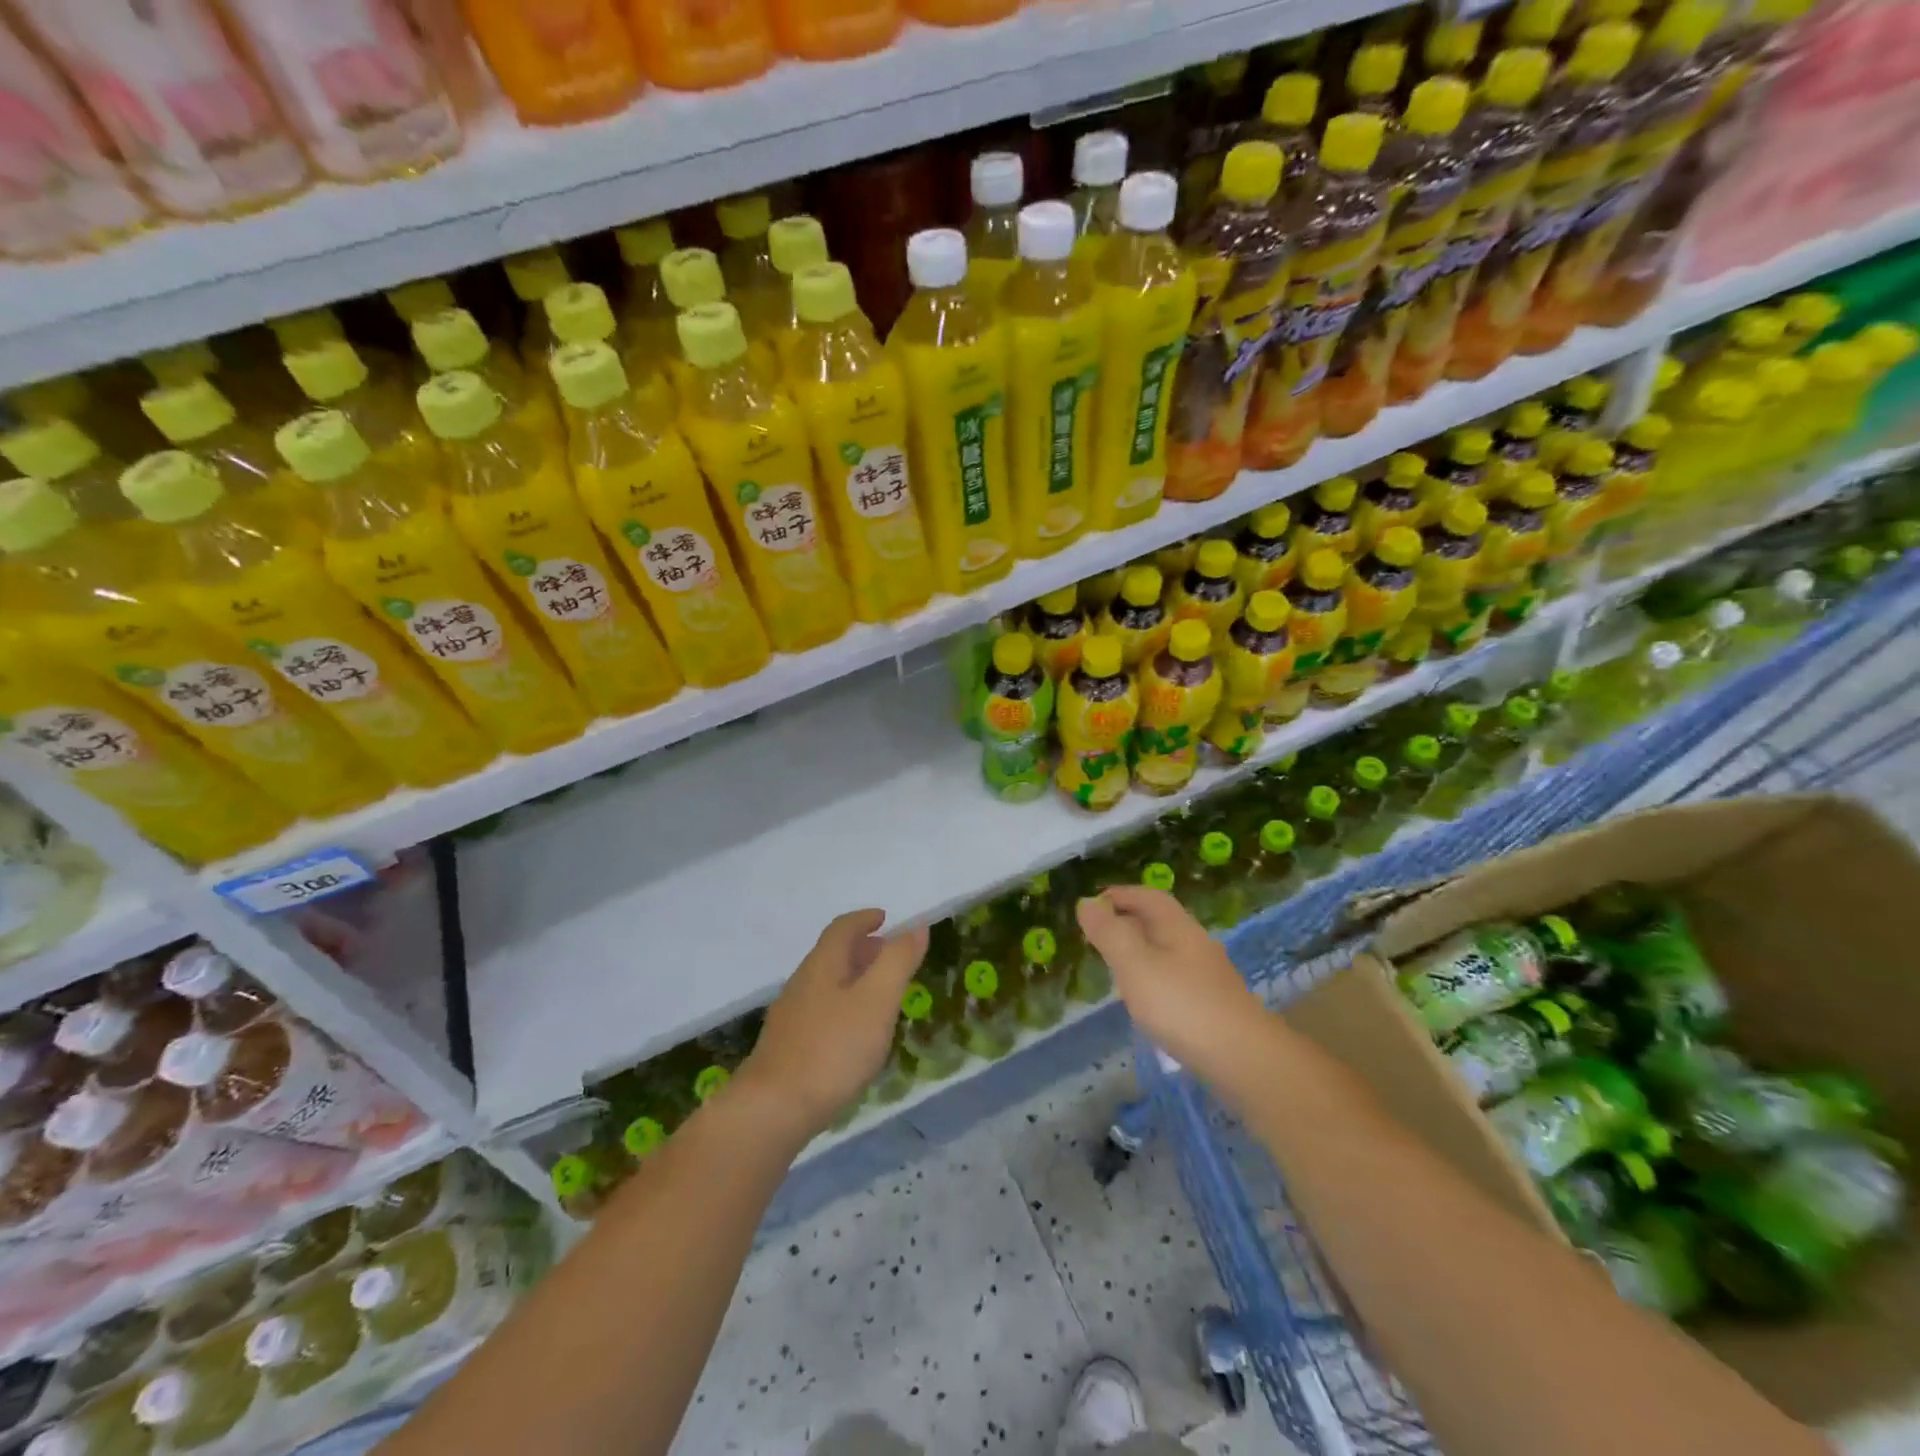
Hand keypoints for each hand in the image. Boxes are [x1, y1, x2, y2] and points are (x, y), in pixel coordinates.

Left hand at [735, 910, 928, 1140]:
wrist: (773, 1109)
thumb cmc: (833, 1048)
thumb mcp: (877, 1000)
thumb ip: (898, 962)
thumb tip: (916, 927)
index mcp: (822, 965)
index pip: (842, 928)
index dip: (864, 919)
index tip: (884, 918)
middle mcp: (802, 983)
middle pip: (832, 954)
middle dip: (862, 949)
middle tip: (889, 955)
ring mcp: (791, 1016)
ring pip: (826, 984)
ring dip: (853, 979)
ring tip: (879, 994)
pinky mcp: (787, 1047)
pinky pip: (821, 1011)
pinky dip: (843, 1006)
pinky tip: (855, 1034)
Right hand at [1077, 886, 1264, 1072]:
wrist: (1244, 1058)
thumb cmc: (1182, 1005)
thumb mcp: (1135, 965)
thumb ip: (1109, 933)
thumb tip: (1086, 902)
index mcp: (1178, 927)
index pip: (1149, 896)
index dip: (1121, 894)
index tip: (1094, 902)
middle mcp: (1196, 944)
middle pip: (1161, 921)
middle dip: (1129, 920)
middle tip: (1099, 933)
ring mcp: (1209, 976)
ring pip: (1169, 950)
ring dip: (1142, 950)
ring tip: (1117, 965)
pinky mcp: (1214, 1004)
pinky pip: (1177, 977)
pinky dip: (1155, 976)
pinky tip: (1147, 999)